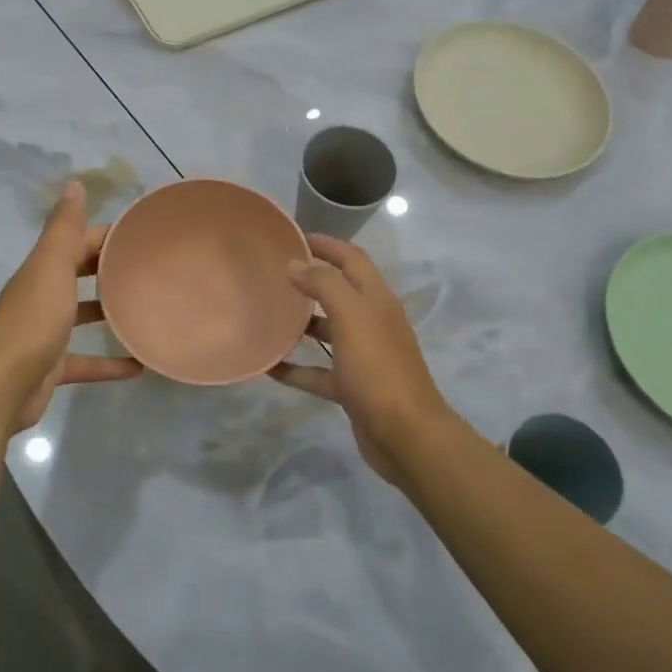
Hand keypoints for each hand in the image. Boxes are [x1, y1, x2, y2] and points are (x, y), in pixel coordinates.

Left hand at [0, 182, 140, 434]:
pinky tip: (139, 366)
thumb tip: (75, 183)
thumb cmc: (31, 322)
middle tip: (151, 270)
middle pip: (80, 275)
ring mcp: (46, 334)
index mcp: (42, 271)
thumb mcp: (51, 268)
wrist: (0, 388)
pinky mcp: (52, 368)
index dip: (108, 236)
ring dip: (110, 312)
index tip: (145, 235)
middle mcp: (43, 297)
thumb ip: (64, 229)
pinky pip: (87, 361)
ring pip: (82, 316)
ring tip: (147, 309)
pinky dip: (110, 363)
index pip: (79, 242)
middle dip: (111, 269)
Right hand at [270, 236, 454, 487]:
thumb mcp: (351, 316)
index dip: (327, 244)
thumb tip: (296, 264)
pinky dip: (296, 368)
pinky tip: (268, 366)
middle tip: (272, 274)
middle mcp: (372, 323)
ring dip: (300, 324)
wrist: (405, 434)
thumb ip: (323, 285)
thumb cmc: (378, 368)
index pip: (352, 259)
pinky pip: (318, 371)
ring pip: (328, 331)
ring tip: (266, 315)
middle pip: (339, 292)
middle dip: (310, 281)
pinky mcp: (352, 387)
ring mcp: (363, 356)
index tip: (293, 236)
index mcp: (376, 300)